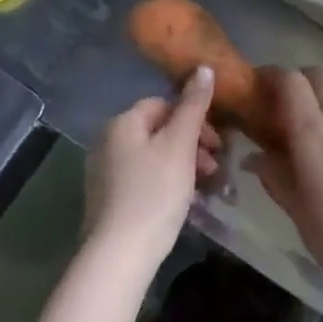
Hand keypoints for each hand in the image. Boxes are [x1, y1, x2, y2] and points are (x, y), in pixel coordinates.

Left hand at [85, 68, 220, 269]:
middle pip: (159, 130)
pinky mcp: (109, 200)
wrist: (120, 254)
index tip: (217, 141)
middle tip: (215, 165)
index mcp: (122, 123)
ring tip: (205, 186)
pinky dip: (167, 183)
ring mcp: (105, 173)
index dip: (194, 117)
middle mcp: (108, 142)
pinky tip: (184, 201)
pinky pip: (145, 179)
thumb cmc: (154, 192)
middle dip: (192, 143)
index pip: (163, 104)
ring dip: (183, 164)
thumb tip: (204, 67)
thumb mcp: (180, 144)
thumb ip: (194, 105)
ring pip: (154, 156)